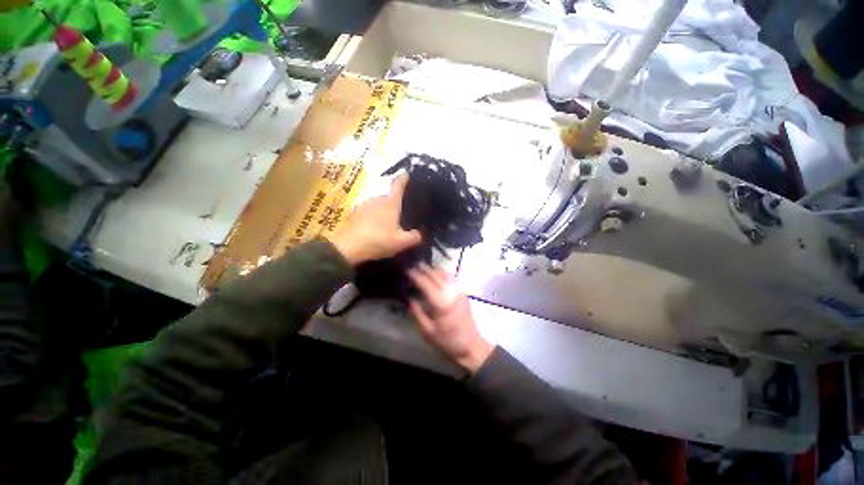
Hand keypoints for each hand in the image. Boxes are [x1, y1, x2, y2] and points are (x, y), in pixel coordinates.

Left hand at [329, 174, 422, 264]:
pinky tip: (374, 228)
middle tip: (401, 213)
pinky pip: (368, 212)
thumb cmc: (378, 240)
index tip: (407, 174)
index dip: (403, 178)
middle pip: (389, 197)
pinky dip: (373, 217)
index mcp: (390, 203)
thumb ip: (415, 237)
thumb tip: (422, 234)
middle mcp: (377, 199)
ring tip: (388, 223)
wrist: (348, 247)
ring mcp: (364, 205)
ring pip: (378, 205)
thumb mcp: (401, 242)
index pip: (398, 185)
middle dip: (395, 203)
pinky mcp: (354, 213)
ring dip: (384, 211)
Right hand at [408, 264, 494, 372]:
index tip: (408, 271)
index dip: (416, 275)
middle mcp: (451, 292)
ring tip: (425, 267)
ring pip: (445, 274)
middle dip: (425, 269)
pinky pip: (452, 278)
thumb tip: (410, 298)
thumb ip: (417, 313)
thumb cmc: (447, 341)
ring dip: (434, 269)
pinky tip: (438, 274)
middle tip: (415, 265)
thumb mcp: (427, 331)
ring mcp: (459, 291)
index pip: (426, 283)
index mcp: (440, 302)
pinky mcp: (464, 293)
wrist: (470, 346)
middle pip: (436, 275)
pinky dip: (444, 273)